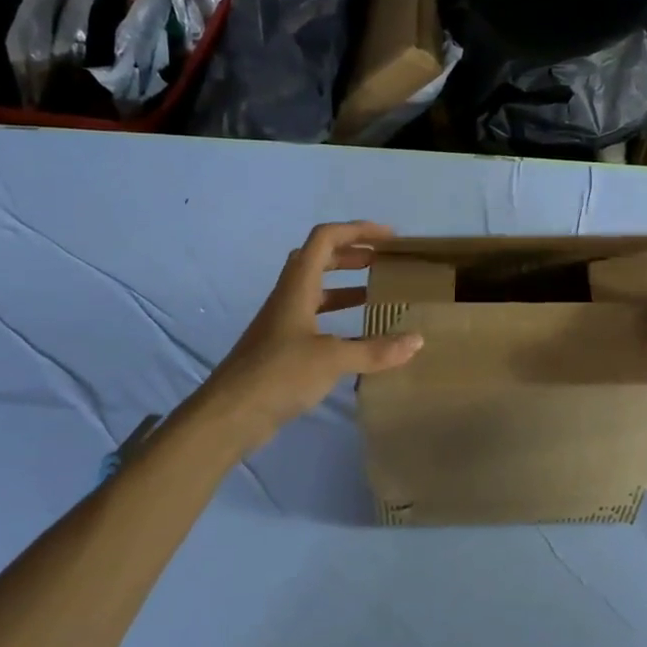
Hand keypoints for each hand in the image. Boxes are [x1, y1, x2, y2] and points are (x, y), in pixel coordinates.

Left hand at [196, 222, 422, 450]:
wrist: (229, 415)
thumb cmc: (279, 374)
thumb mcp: (332, 360)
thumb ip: (375, 350)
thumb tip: (416, 341)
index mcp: (297, 287)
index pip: (325, 239)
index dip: (357, 230)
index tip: (389, 238)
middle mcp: (288, 297)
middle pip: (319, 259)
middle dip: (352, 254)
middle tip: (383, 262)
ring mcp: (282, 323)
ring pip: (316, 290)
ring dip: (345, 285)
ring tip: (376, 294)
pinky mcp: (282, 347)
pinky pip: (314, 318)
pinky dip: (338, 317)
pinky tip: (357, 337)